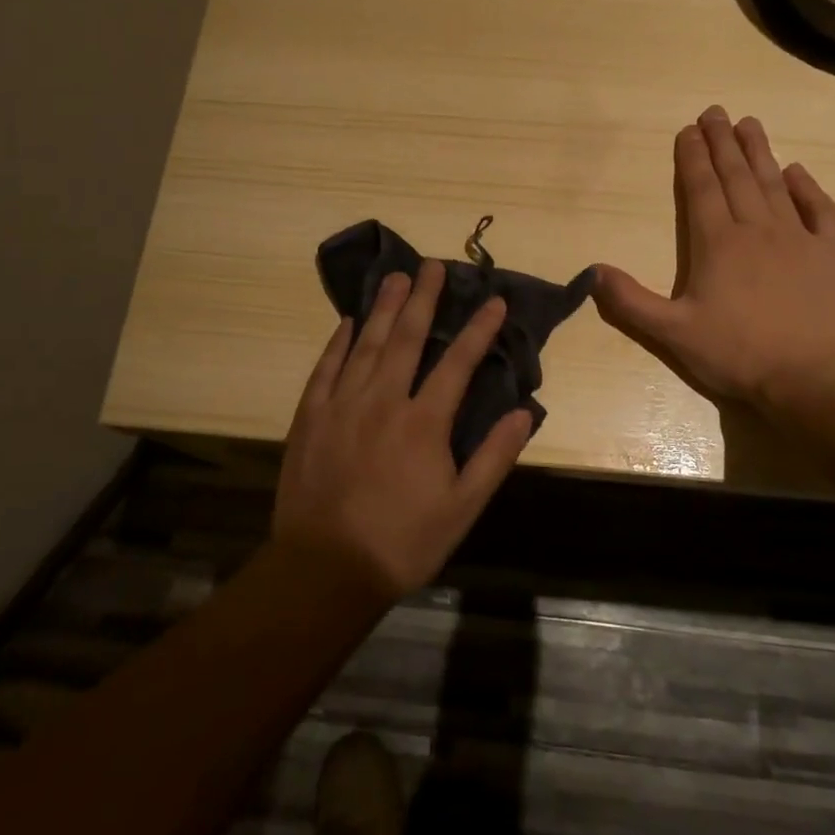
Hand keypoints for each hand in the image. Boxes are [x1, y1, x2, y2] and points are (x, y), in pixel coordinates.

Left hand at [273, 261, 533, 599]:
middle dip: (423, 299)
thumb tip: (524, 411)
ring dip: (382, 307)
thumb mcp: (462, 508)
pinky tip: (347, 322)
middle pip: (406, 338)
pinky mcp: (310, 417)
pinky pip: (326, 368)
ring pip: (366, 344)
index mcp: (423, 422)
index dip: (479, 329)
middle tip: (433, 265)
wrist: (325, 569)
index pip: (458, 363)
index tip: (495, 301)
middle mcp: (382, 400)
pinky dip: (338, 342)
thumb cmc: (403, 542)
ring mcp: (341, 405)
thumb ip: (494, 456)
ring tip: (395, 276)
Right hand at [593, 106, 834, 428]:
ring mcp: (797, 239)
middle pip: (735, 176)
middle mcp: (755, 229)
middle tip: (715, 112)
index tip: (688, 130)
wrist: (812, 376)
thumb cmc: (737, 353)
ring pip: (773, 184)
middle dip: (722, 142)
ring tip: (749, 124)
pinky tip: (797, 172)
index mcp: (716, 243)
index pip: (700, 189)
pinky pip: (819, 210)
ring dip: (759, 153)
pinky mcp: (830, 255)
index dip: (691, 158)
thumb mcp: (671, 333)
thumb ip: (629, 302)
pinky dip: (807, 188)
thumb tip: (591, 273)